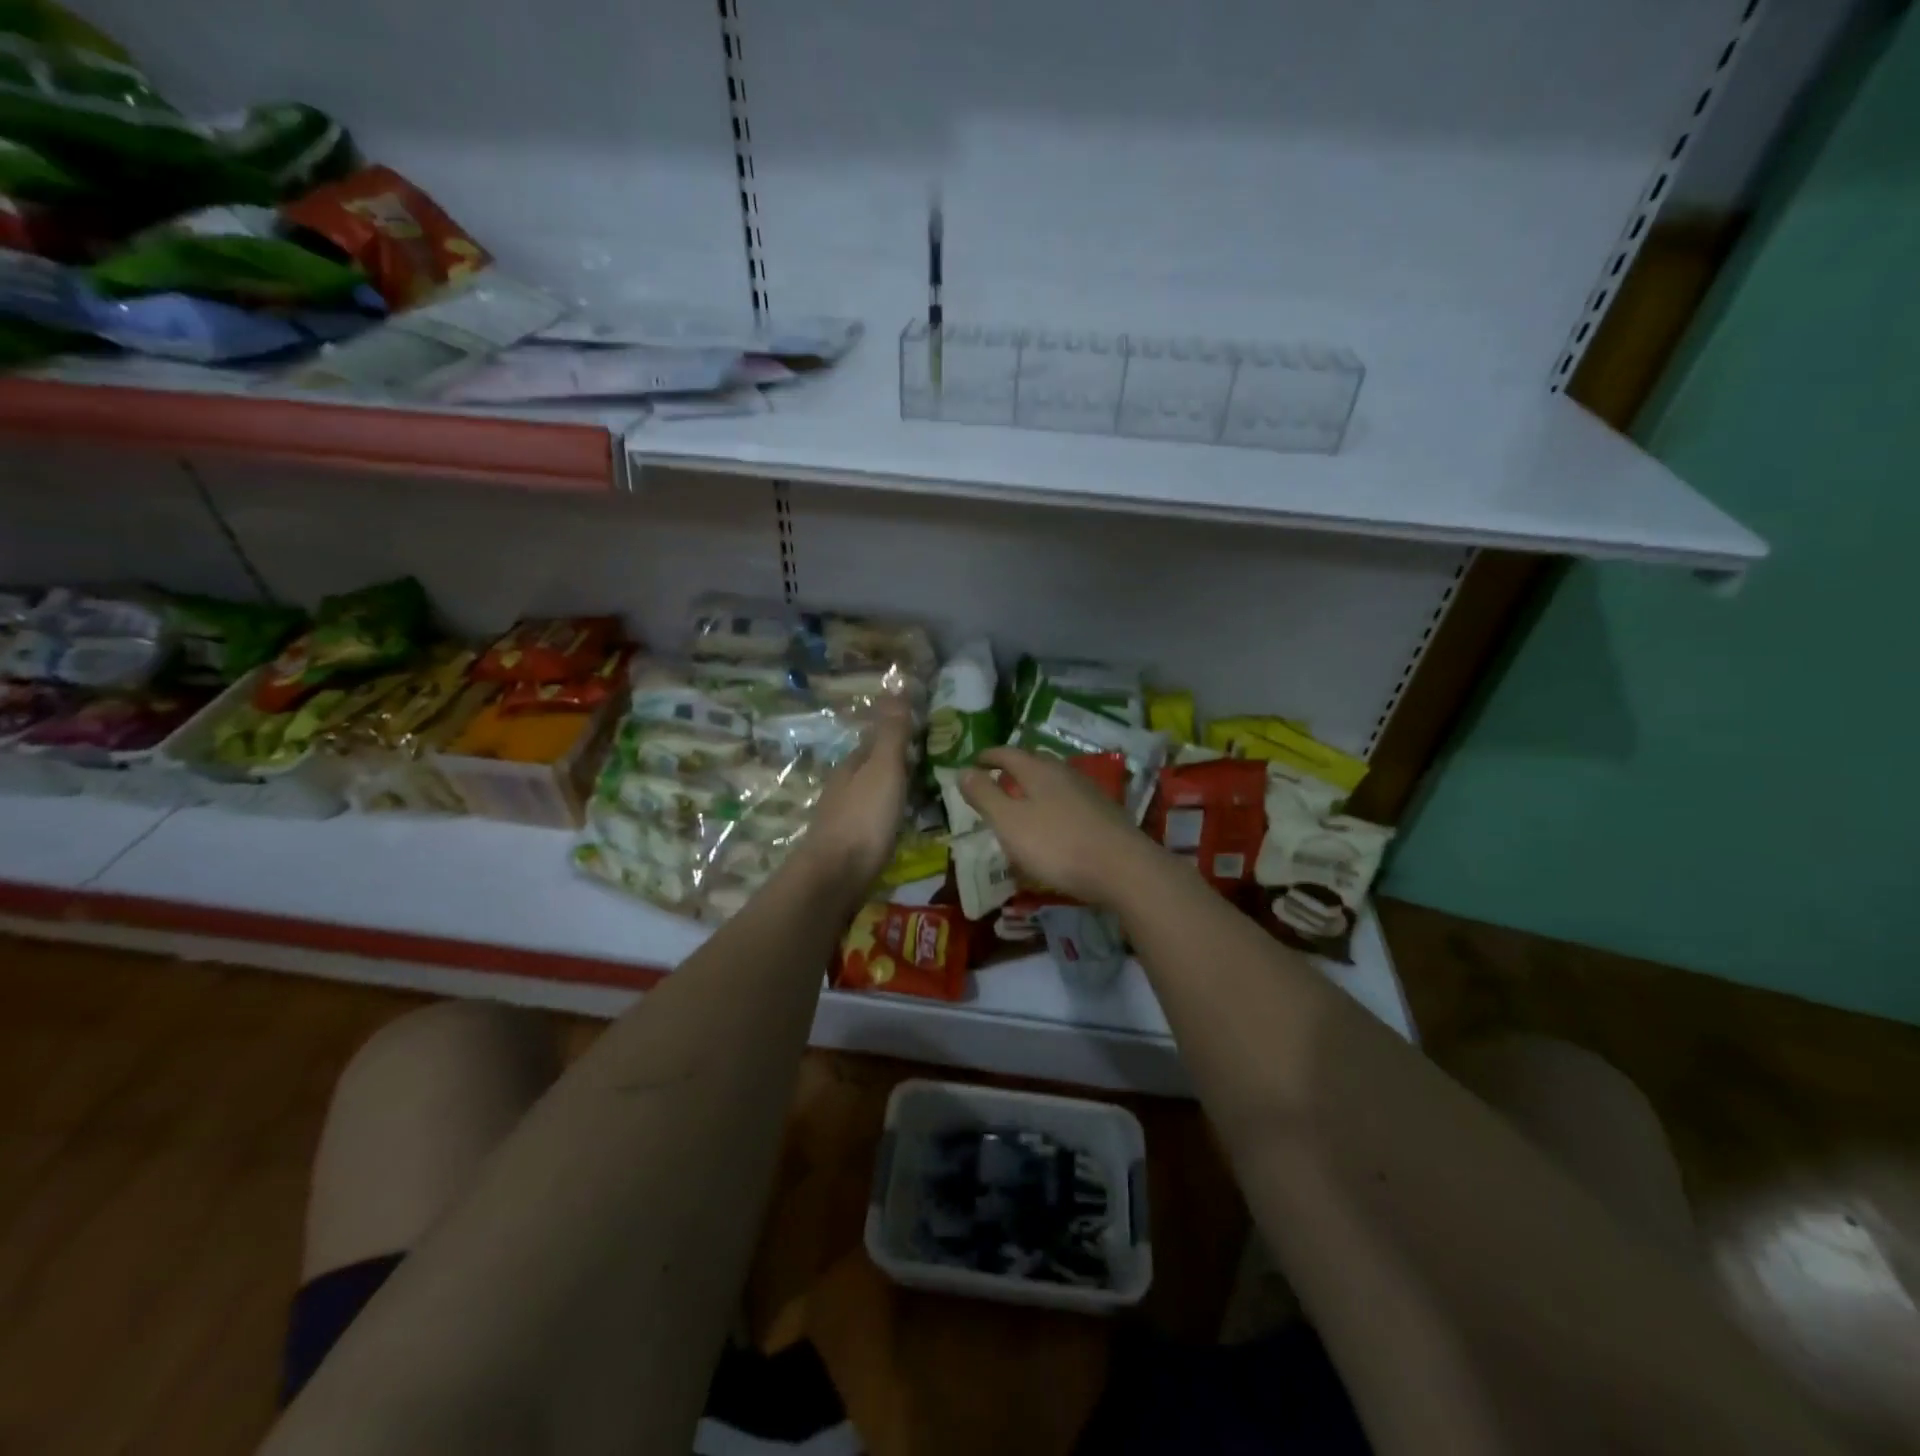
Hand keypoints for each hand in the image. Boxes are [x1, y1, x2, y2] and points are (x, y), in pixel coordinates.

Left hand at [796, 699, 913, 888]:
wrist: (835, 877)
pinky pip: (875, 820)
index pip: (875, 739)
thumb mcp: (883, 768)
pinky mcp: (850, 845)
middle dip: (896, 762)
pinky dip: (890, 815)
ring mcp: (844, 817)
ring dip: (893, 789)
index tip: (924, 731)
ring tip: (925, 792)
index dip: (897, 732)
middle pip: (872, 767)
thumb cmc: (863, 818)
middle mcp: (845, 787)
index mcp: (853, 765)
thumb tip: (895, 685)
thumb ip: (892, 732)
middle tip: (931, 762)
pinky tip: (903, 823)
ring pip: (872, 794)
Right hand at [959, 748, 1154, 907]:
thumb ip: (985, 796)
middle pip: (1034, 763)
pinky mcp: (1104, 814)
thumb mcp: (1009, 822)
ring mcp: (1088, 792)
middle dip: (1013, 768)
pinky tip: (1052, 825)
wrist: (1123, 869)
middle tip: (996, 779)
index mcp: (1038, 770)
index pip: (1008, 753)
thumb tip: (962, 770)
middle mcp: (1064, 773)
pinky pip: (1068, 801)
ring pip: (1054, 782)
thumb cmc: (1057, 845)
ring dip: (1034, 788)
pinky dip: (1052, 806)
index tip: (974, 761)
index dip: (989, 756)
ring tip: (1021, 803)